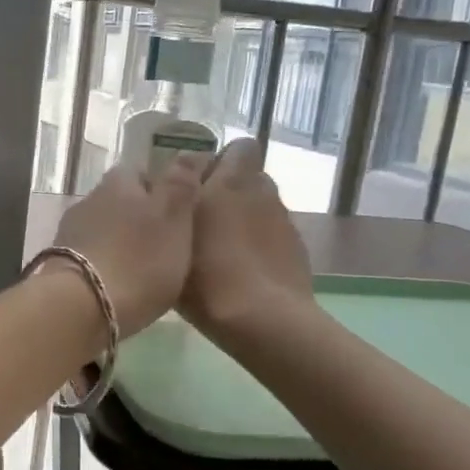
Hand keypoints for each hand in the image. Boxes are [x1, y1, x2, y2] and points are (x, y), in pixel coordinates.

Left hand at [49, 157, 205, 336]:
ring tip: (144, 267)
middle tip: (166, 242)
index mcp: (119, 182)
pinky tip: (119, 283)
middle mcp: (90, 199)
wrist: (79, 307)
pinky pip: (92, 256)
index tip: (180, 211)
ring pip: (104, 228)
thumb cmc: (137, 259)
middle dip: (140, 217)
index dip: (162, 188)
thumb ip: (181, 184)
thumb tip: (190, 153)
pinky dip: (106, 264)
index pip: (142, 172)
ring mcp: (70, 232)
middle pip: (120, 200)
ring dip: (122, 242)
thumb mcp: (173, 218)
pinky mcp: (59, 264)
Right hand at [180, 139, 314, 345]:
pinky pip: (272, 235)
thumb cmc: (208, 275)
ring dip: (244, 218)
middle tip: (204, 220)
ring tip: (222, 249)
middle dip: (229, 191)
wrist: (264, 320)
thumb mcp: (172, 240)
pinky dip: (258, 244)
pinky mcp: (297, 249)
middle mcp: (262, 192)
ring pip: (260, 208)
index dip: (221, 162)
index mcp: (232, 181)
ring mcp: (284, 221)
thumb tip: (172, 193)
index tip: (197, 186)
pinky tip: (243, 271)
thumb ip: (172, 209)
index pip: (239, 148)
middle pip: (248, 178)